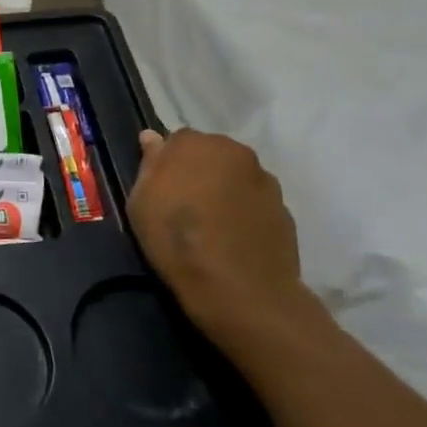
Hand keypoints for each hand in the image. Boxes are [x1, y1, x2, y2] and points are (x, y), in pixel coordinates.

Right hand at [127, 129, 317, 351]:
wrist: (240, 289)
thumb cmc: (177, 239)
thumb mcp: (141, 201)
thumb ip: (149, 164)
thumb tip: (152, 137)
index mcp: (196, 144)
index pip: (177, 141)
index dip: (167, 164)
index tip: (161, 189)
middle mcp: (235, 152)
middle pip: (211, 154)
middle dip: (198, 172)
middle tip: (184, 205)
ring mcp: (265, 181)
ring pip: (235, 178)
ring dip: (223, 191)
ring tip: (211, 226)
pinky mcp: (285, 210)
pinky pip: (255, 203)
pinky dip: (244, 212)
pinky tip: (232, 239)